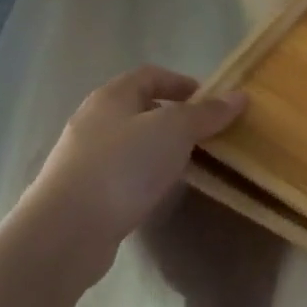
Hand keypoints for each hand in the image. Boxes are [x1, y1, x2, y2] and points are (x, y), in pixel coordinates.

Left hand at [17, 67, 245, 280]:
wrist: (67, 231)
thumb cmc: (123, 166)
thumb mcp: (175, 130)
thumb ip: (207, 112)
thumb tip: (239, 96)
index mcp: (111, 97)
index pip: (150, 75)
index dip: (182, 82)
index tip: (211, 100)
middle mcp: (94, 121)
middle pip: (140, 108)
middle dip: (175, 116)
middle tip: (207, 132)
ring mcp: (85, 158)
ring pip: (133, 142)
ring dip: (162, 147)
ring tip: (191, 162)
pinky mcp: (84, 192)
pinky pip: (124, 172)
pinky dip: (147, 174)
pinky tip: (162, 189)